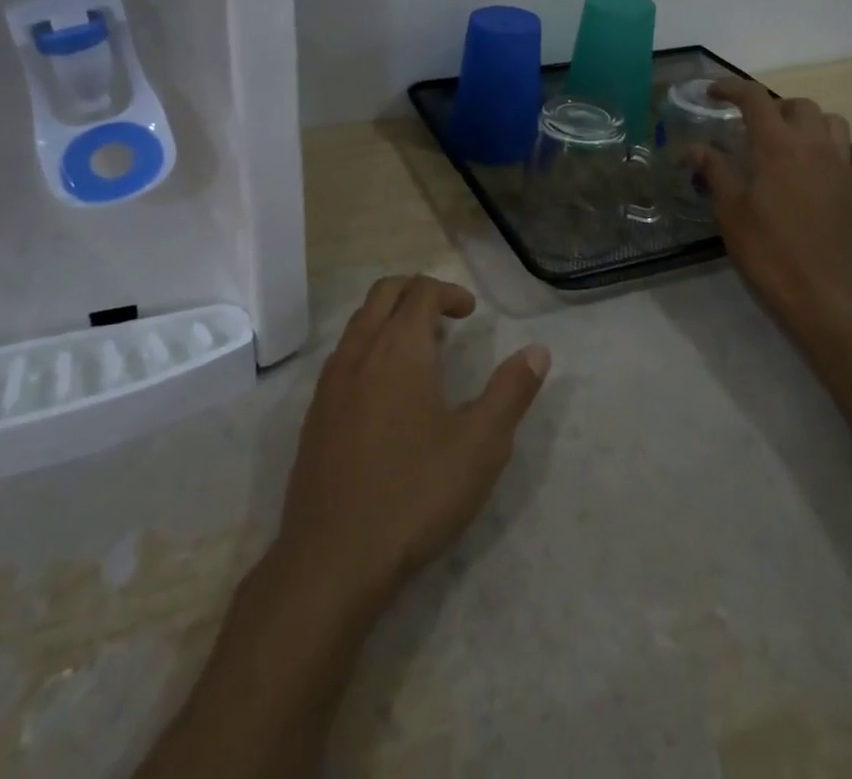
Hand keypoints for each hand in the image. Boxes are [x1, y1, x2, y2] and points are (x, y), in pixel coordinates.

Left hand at [274, 275, 549, 609]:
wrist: (331, 560)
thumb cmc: (414, 495)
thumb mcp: (480, 446)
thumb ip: (511, 392)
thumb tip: (537, 351)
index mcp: (399, 348)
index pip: (421, 291)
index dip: (449, 292)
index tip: (471, 313)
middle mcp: (359, 352)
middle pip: (384, 293)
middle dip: (416, 292)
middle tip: (446, 315)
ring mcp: (330, 382)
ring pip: (359, 322)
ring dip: (390, 318)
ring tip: (422, 349)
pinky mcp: (314, 414)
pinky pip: (343, 355)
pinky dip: (369, 346)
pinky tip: (386, 391)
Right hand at [693, 79, 851, 344]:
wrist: (819, 293)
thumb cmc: (766, 250)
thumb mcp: (729, 210)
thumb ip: (714, 171)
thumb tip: (694, 148)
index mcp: (777, 146)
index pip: (754, 99)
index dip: (732, 88)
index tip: (714, 93)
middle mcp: (815, 146)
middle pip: (799, 105)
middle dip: (776, 108)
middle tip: (756, 129)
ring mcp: (846, 168)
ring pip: (837, 124)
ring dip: (814, 125)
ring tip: (796, 143)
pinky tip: (848, 163)